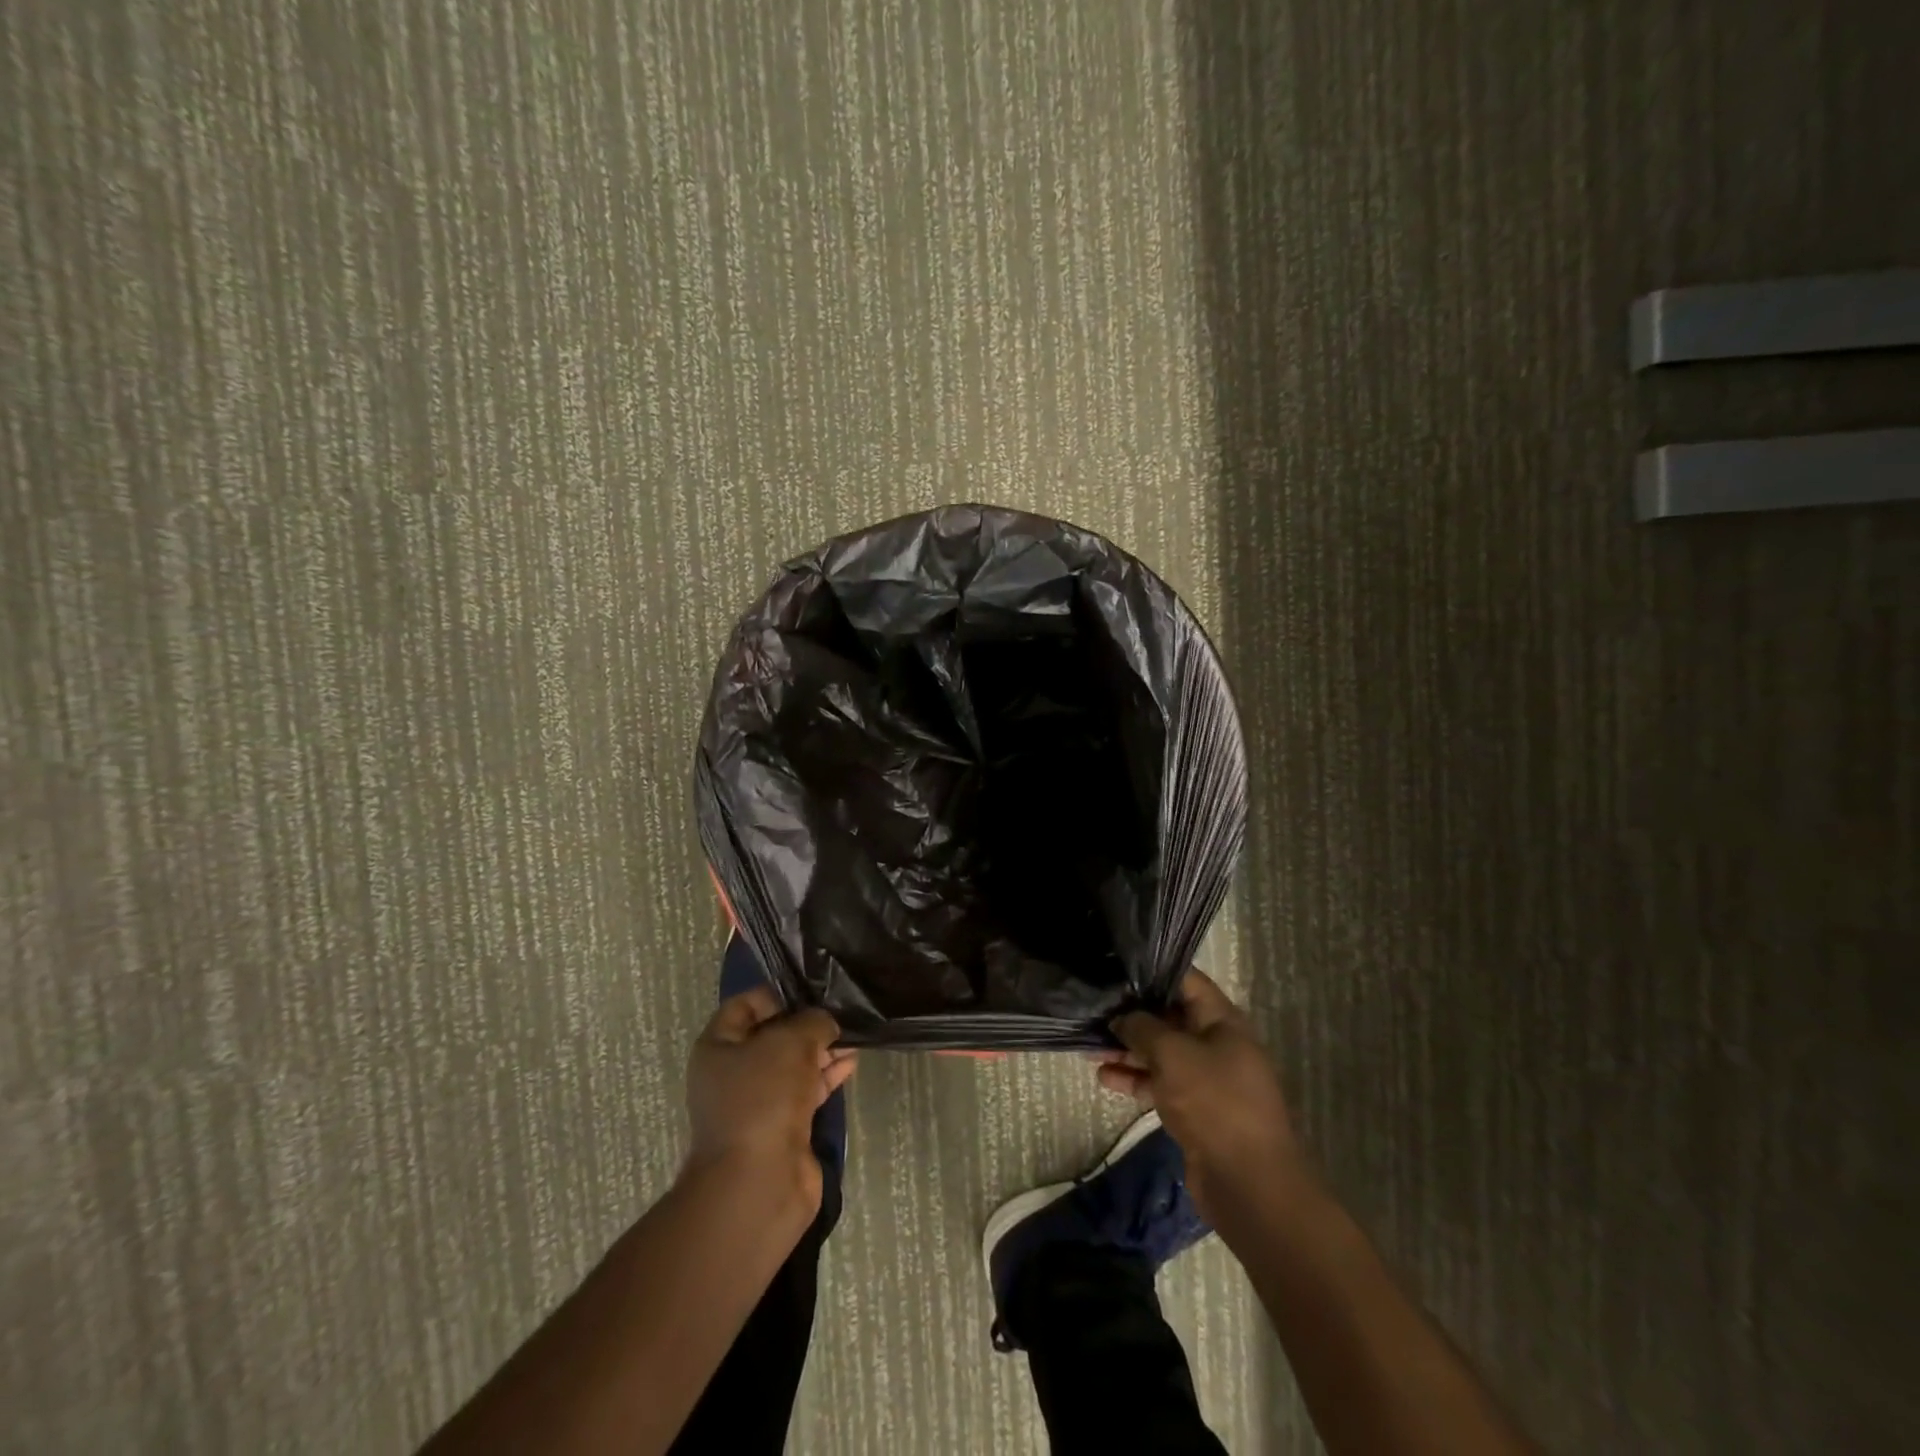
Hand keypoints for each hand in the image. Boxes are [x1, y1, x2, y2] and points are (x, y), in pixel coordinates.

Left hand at [684, 987, 857, 1212]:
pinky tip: (851, 1063)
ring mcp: (757, 1103)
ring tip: (854, 1035)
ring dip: (822, 1050)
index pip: (745, 1005)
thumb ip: (814, 1021)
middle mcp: (733, 1073)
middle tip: (840, 1012)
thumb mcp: (792, 1041)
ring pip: (793, 1065)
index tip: (812, 991)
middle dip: (807, 1024)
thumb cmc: (764, 1096)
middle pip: (773, 1036)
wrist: (759, 1181)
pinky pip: (806, 1091)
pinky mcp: (782, 1127)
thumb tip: (826, 1026)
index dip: (778, 994)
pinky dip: (827, 1077)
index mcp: (718, 1047)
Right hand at [1097, 969, 1303, 1222]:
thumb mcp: (1172, 1053)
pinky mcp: (1195, 1110)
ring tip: (1088, 1044)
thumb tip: (1121, 1018)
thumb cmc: (1214, 1102)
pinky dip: (1134, 1079)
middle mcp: (1216, 1044)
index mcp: (1222, 1021)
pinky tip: (1103, 1078)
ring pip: (1161, 1053)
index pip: (1186, 981)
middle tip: (1093, 1008)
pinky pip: (1160, 1084)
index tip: (1116, 967)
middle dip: (1132, 1014)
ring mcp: (1206, 1079)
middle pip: (1169, 1017)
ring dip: (1127, 1049)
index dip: (1152, 971)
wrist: (1249, 1183)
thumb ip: (1142, 1028)